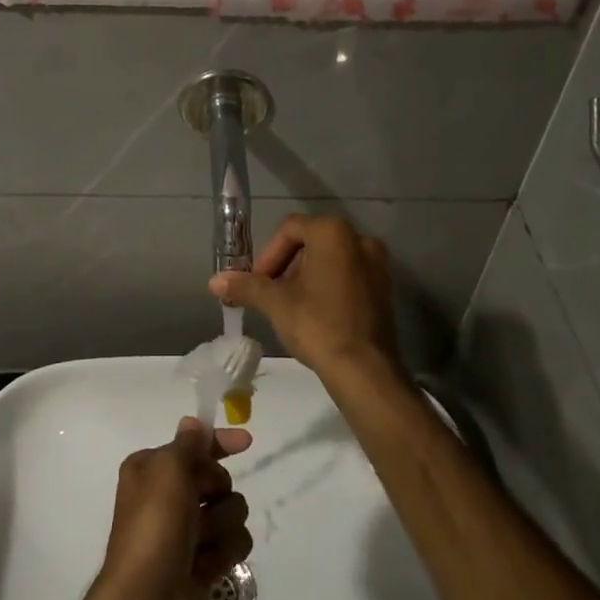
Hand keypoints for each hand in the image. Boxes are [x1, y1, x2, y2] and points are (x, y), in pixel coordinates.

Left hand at [95, 417, 252, 599]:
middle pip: (217, 479)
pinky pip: (233, 544)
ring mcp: (187, 532)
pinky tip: (207, 567)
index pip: (193, 445)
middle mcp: (168, 496)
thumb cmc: (154, 526)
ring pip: (231, 512)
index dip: (219, 443)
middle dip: (217, 491)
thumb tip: (192, 422)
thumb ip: (187, 444)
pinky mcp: (203, 562)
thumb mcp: (168, 470)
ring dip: (222, 526)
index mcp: (152, 470)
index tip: (247, 442)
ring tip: (202, 544)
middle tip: (201, 505)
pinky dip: (224, 553)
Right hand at [208, 214, 398, 379]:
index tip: (259, 282)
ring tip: (292, 306)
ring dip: (307, 276)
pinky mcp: (385, 288)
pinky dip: (329, 286)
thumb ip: (246, 285)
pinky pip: (349, 276)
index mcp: (333, 233)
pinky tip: (317, 314)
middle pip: (311, 242)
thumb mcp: (275, 303)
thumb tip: (214, 280)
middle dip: (287, 265)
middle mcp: (359, 239)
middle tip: (272, 293)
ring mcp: (377, 264)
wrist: (365, 370)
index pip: (290, 229)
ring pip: (331, 260)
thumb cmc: (318, 325)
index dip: (269, 254)